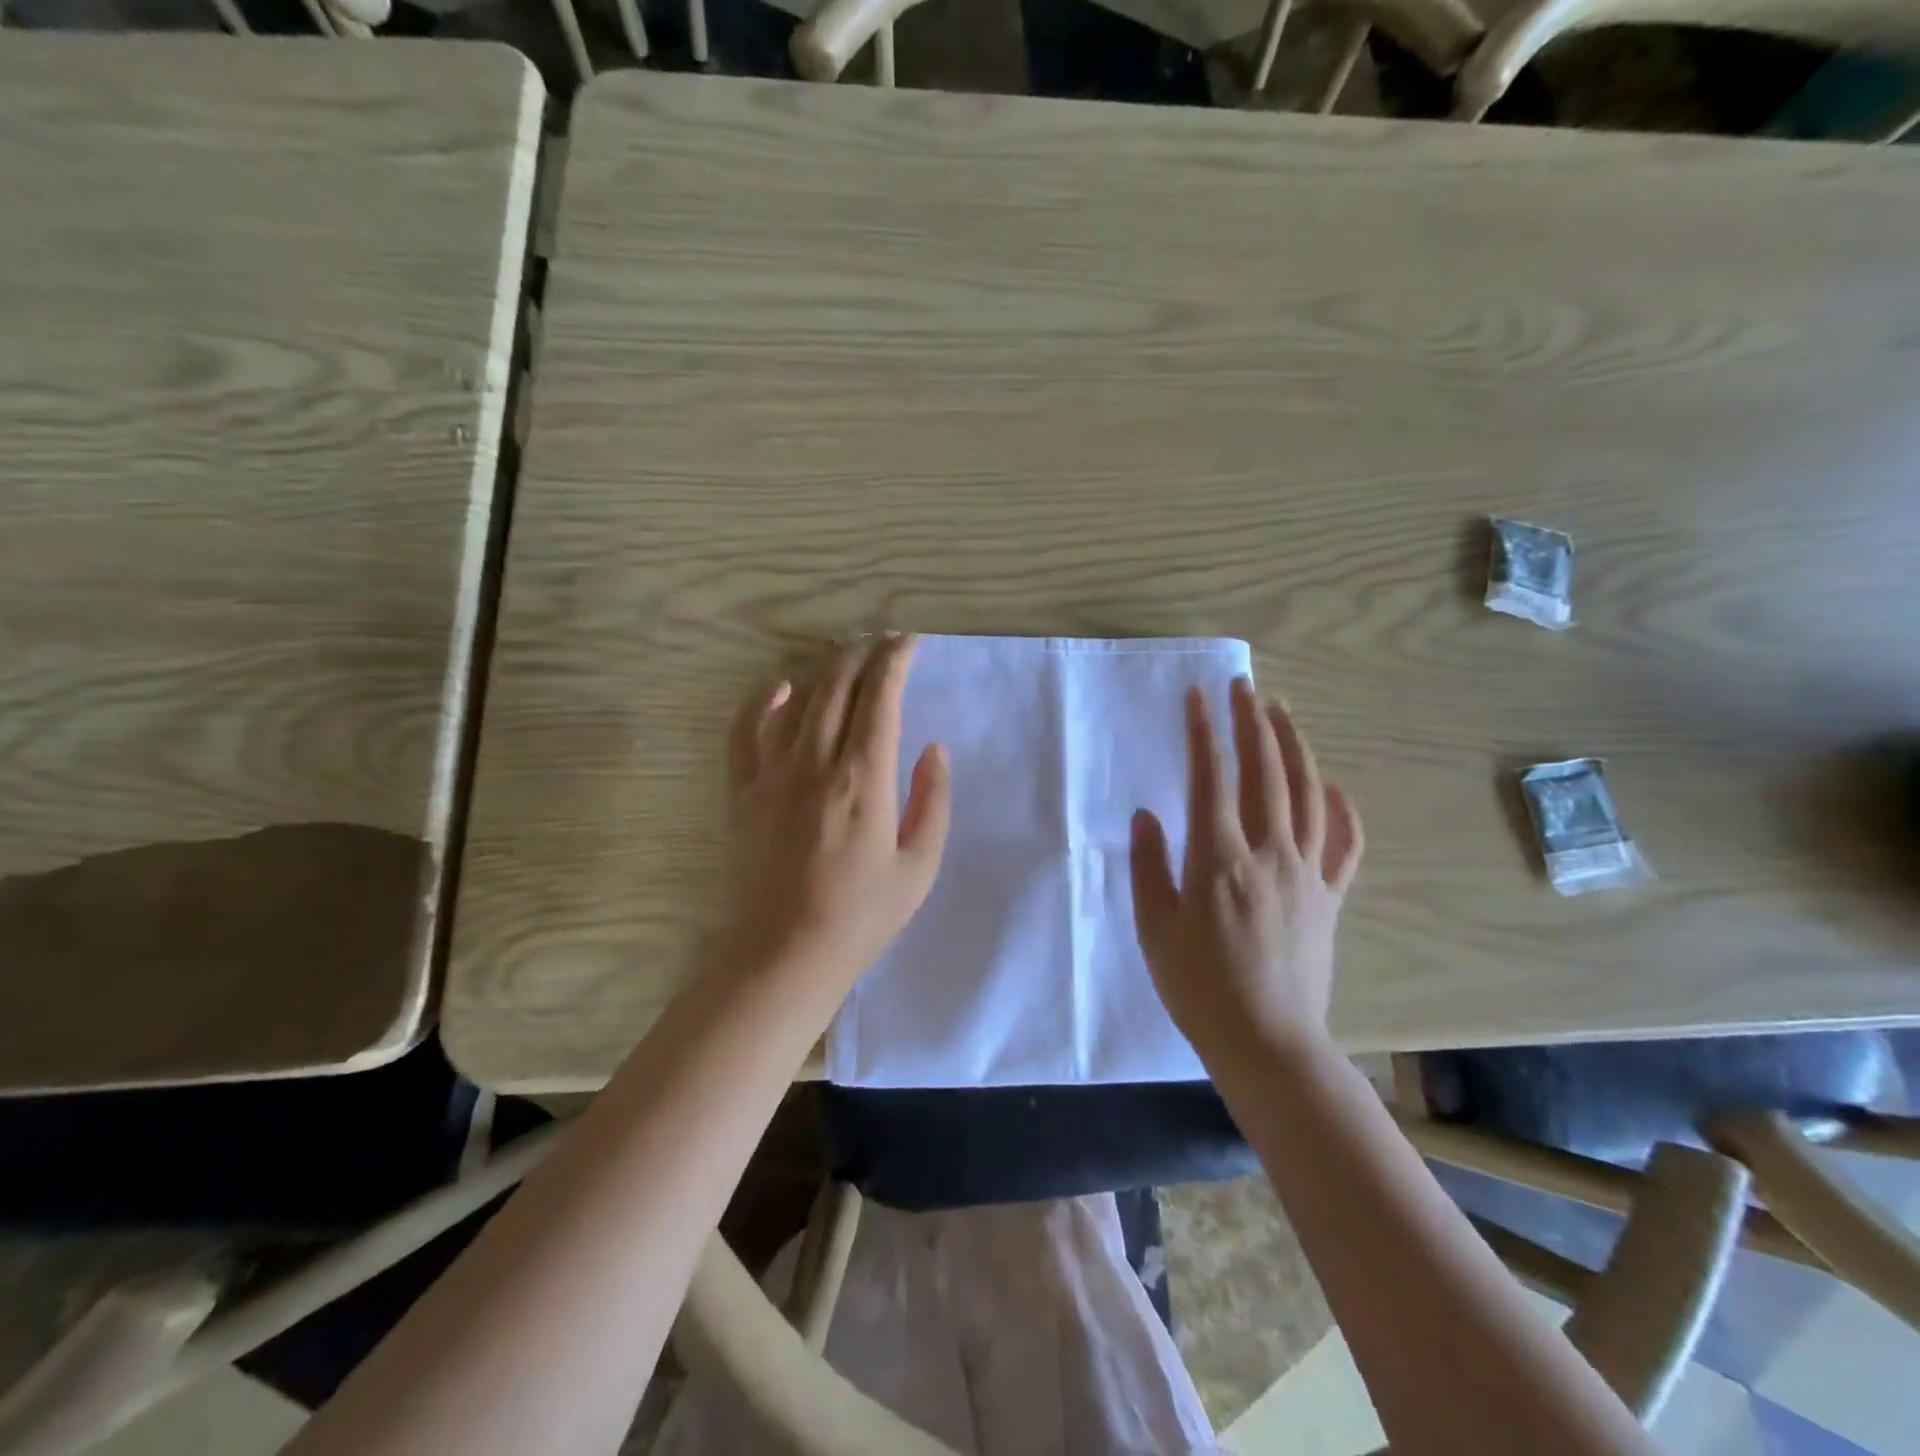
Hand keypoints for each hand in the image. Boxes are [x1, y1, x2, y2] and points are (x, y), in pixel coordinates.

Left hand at [726, 635, 950, 989]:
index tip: (909, 643)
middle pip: (839, 685)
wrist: (785, 954)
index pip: (881, 696)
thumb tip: (933, 749)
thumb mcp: (920, 866)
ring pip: (799, 698)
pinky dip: (761, 700)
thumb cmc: (861, 916)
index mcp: (865, 778)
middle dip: (863, 653)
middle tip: (882, 642)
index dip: (896, 660)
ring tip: (846, 655)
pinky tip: (780, 686)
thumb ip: (933, 800)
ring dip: (825, 668)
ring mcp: (773, 773)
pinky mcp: (744, 790)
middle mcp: (817, 762)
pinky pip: (745, 730)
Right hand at [1130, 678, 1363, 1064]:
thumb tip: (1147, 815)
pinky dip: (1341, 808)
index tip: (1197, 696)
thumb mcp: (1154, 929)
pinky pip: (1345, 843)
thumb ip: (1149, 866)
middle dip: (1252, 722)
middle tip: (1243, 686)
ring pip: (1306, 794)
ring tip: (1280, 713)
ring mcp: (1307, 873)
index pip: (1210, 778)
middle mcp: (1268, 853)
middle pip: (1264, 772)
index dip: (1203, 732)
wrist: (1268, 1043)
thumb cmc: (1199, 988)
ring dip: (1293, 747)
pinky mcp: (1330, 897)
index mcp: (1219, 859)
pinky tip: (1331, 786)